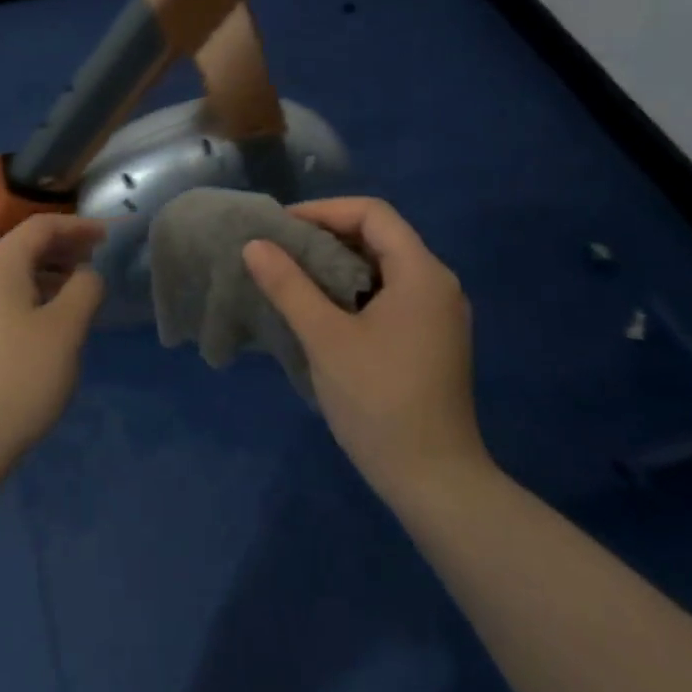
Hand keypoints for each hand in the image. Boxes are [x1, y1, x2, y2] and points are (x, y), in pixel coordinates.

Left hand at [0, 214, 106, 467]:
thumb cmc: (19, 378)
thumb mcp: (65, 330)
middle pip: (23, 248)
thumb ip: (85, 289)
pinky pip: (1, 301)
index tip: (107, 237)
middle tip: (97, 262)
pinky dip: (30, 298)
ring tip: (78, 294)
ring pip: (12, 277)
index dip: (77, 226)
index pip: (40, 226)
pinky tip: (47, 325)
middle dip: (63, 249)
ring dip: (48, 276)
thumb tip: (87, 274)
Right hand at [243, 197, 489, 501]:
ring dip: (337, 264)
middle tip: (279, 250)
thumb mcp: (325, 338)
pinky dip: (352, 289)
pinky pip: (388, 294)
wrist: (435, 481)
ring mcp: (437, 314)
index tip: (281, 227)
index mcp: (421, 273)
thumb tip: (254, 244)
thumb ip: (289, 286)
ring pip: (382, 267)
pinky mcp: (430, 339)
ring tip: (291, 275)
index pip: (372, 213)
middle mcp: (437, 284)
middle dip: (326, 235)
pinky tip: (320, 309)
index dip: (324, 210)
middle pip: (379, 236)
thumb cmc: (379, 401)